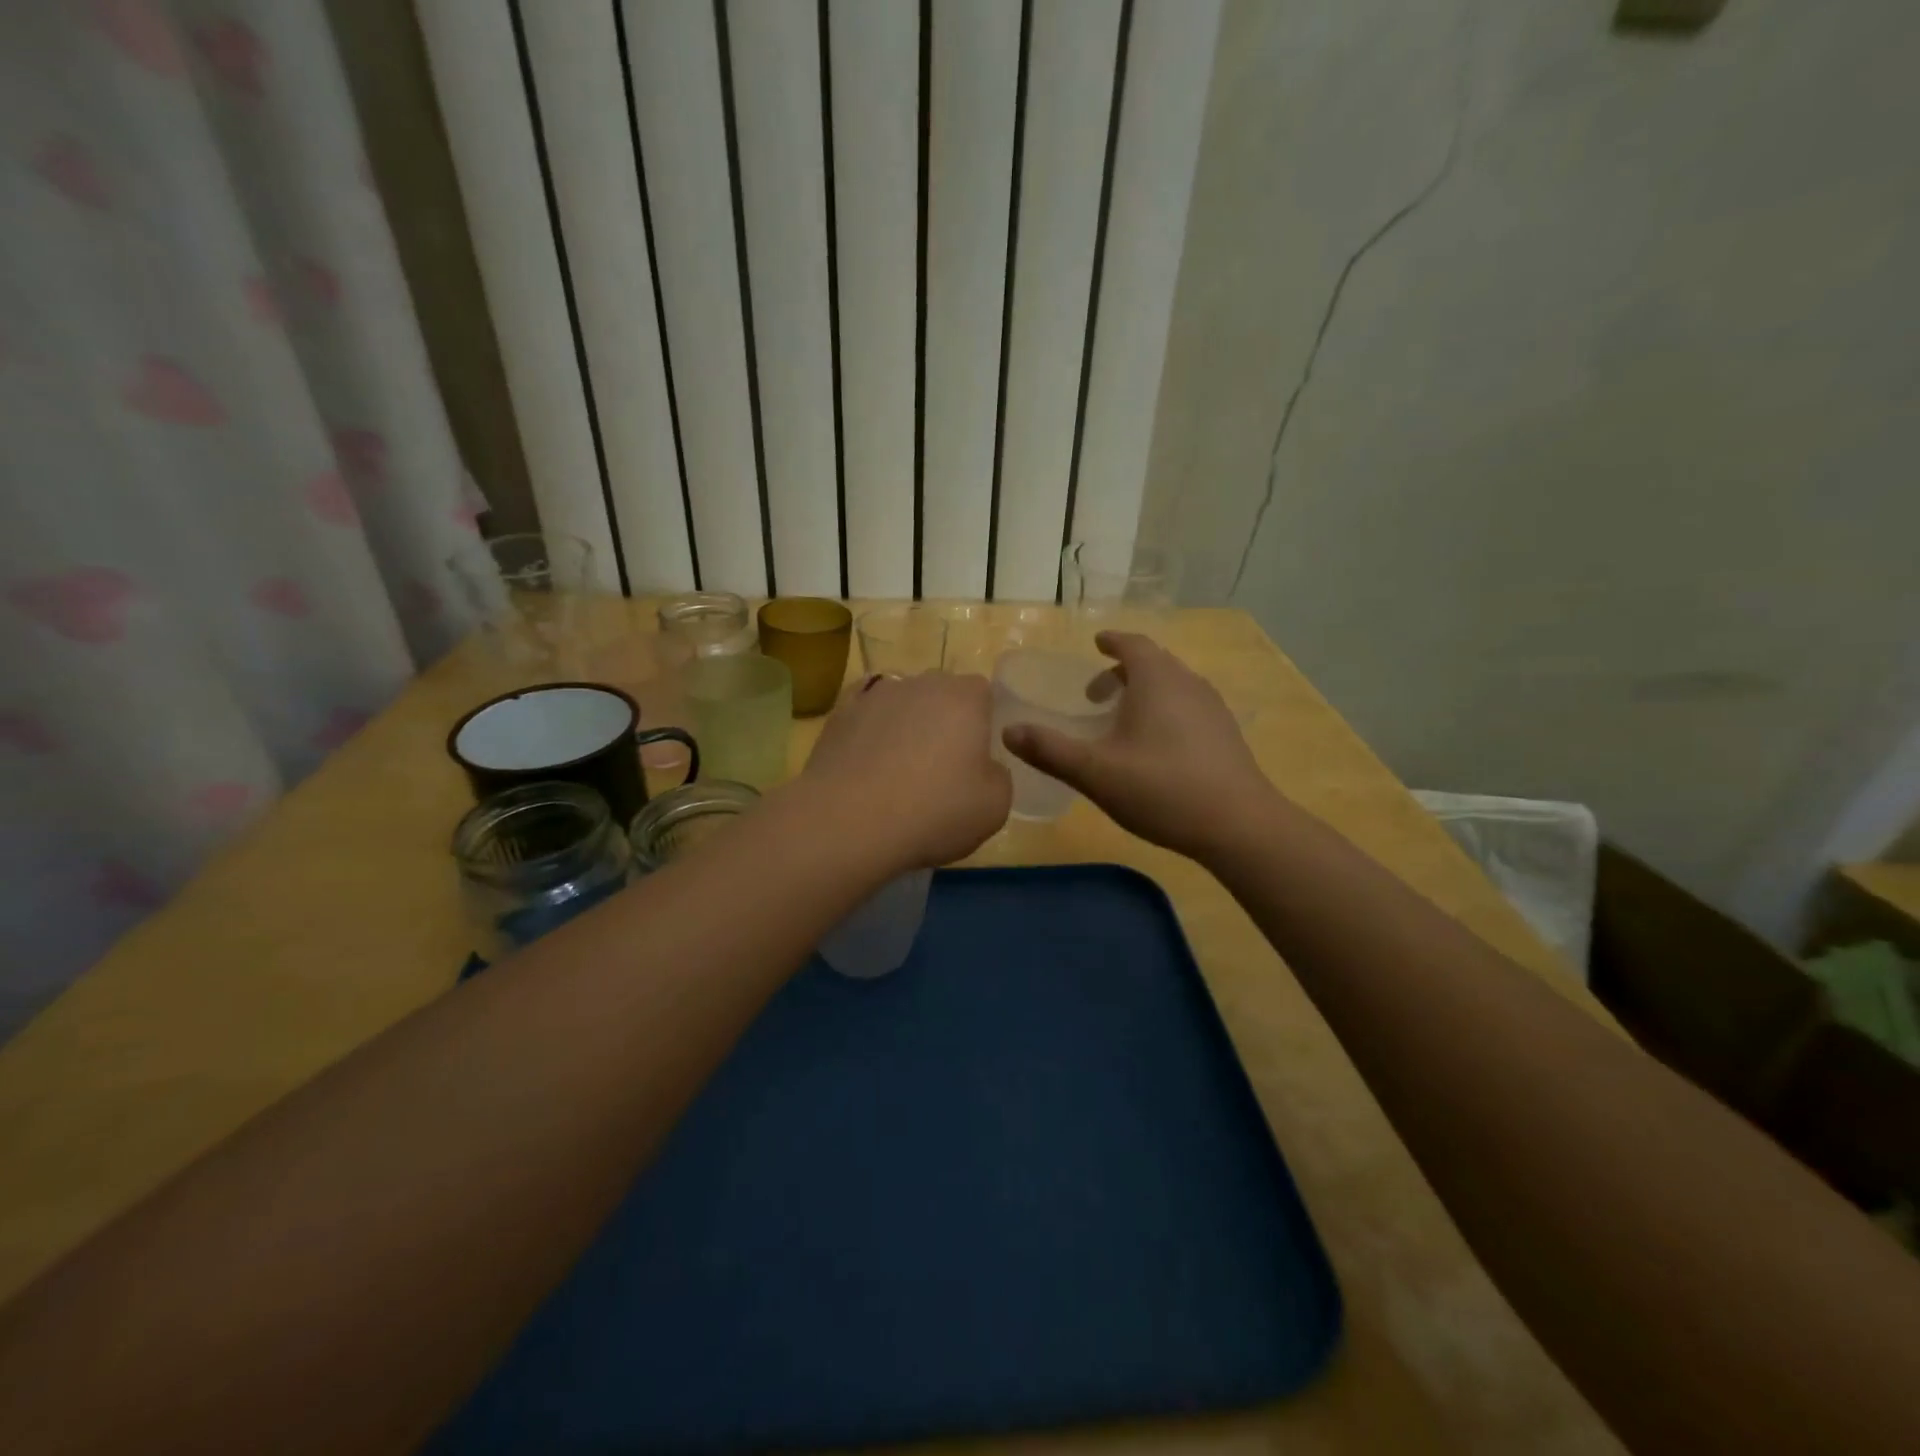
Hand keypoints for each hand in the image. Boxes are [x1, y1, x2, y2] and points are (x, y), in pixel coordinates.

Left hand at [799, 671, 1012, 870]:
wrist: (848, 821)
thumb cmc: (933, 811)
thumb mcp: (995, 807)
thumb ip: (998, 776)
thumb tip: (983, 767)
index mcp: (965, 698)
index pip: (982, 694)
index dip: (981, 724)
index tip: (976, 759)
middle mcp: (921, 684)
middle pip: (940, 694)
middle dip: (943, 721)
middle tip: (940, 767)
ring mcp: (875, 694)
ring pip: (901, 702)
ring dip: (905, 725)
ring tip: (897, 770)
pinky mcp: (839, 713)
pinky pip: (865, 714)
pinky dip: (870, 731)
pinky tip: (868, 761)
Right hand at [1001, 632, 1274, 860]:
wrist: (1239, 825)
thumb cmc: (1162, 789)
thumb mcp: (1095, 772)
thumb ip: (1050, 750)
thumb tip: (1009, 731)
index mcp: (1157, 680)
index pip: (1133, 644)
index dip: (1112, 642)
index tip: (1097, 644)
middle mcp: (1188, 684)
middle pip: (1153, 664)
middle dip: (1122, 672)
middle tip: (1094, 696)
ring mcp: (1213, 709)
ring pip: (1173, 686)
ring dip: (1145, 693)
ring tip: (1122, 721)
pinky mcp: (1226, 735)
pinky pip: (1188, 707)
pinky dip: (1165, 711)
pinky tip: (1155, 747)